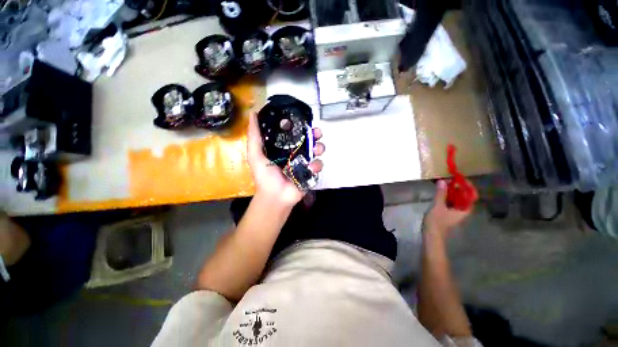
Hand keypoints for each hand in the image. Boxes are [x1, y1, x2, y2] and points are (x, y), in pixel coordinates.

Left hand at [247, 112, 324, 207]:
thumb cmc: (265, 177)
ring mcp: (304, 162)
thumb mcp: (256, 155)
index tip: (303, 120)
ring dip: (319, 147)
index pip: (294, 132)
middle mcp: (296, 152)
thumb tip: (252, 113)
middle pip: (308, 139)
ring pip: (316, 150)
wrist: (275, 197)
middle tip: (317, 133)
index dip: (299, 125)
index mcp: (284, 147)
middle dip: (315, 134)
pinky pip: (318, 165)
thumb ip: (255, 136)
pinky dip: (317, 165)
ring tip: (317, 149)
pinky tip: (311, 168)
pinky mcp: (311, 172)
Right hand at [423, 180, 473, 240]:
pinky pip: (450, 202)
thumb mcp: (438, 206)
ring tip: (443, 184)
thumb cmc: (437, 222)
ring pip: (456, 199)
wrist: (432, 235)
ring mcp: (455, 212)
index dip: (467, 186)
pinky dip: (446, 196)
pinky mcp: (447, 213)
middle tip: (449, 179)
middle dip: (457, 187)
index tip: (459, 178)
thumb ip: (441, 194)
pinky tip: (440, 192)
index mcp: (464, 209)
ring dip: (451, 191)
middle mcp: (462, 210)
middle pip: (464, 196)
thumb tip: (443, 181)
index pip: (471, 195)